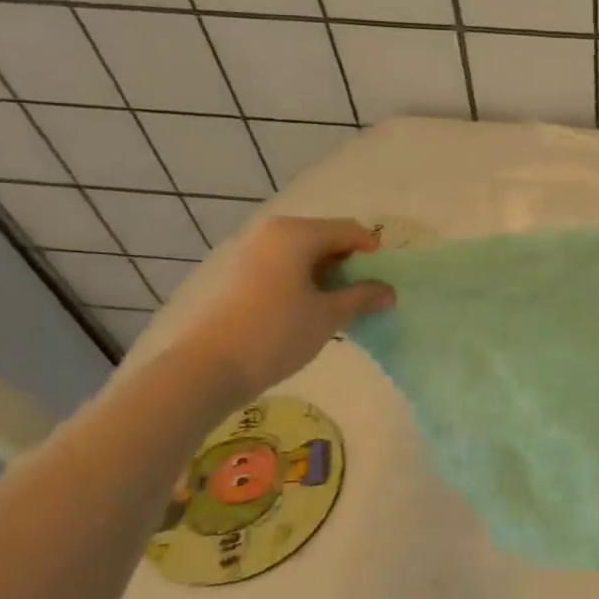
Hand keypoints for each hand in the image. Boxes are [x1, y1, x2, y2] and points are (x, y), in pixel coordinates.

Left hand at [168, 215, 393, 402]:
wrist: (209, 367)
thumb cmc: (277, 333)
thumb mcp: (329, 315)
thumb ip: (363, 297)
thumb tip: (389, 291)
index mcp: (296, 233)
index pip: (350, 230)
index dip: (373, 253)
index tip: (384, 281)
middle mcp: (272, 231)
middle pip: (325, 237)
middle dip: (349, 263)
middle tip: (364, 294)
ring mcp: (251, 250)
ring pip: (303, 252)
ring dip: (326, 273)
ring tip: (339, 305)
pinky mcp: (239, 272)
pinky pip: (283, 265)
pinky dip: (303, 279)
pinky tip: (310, 309)